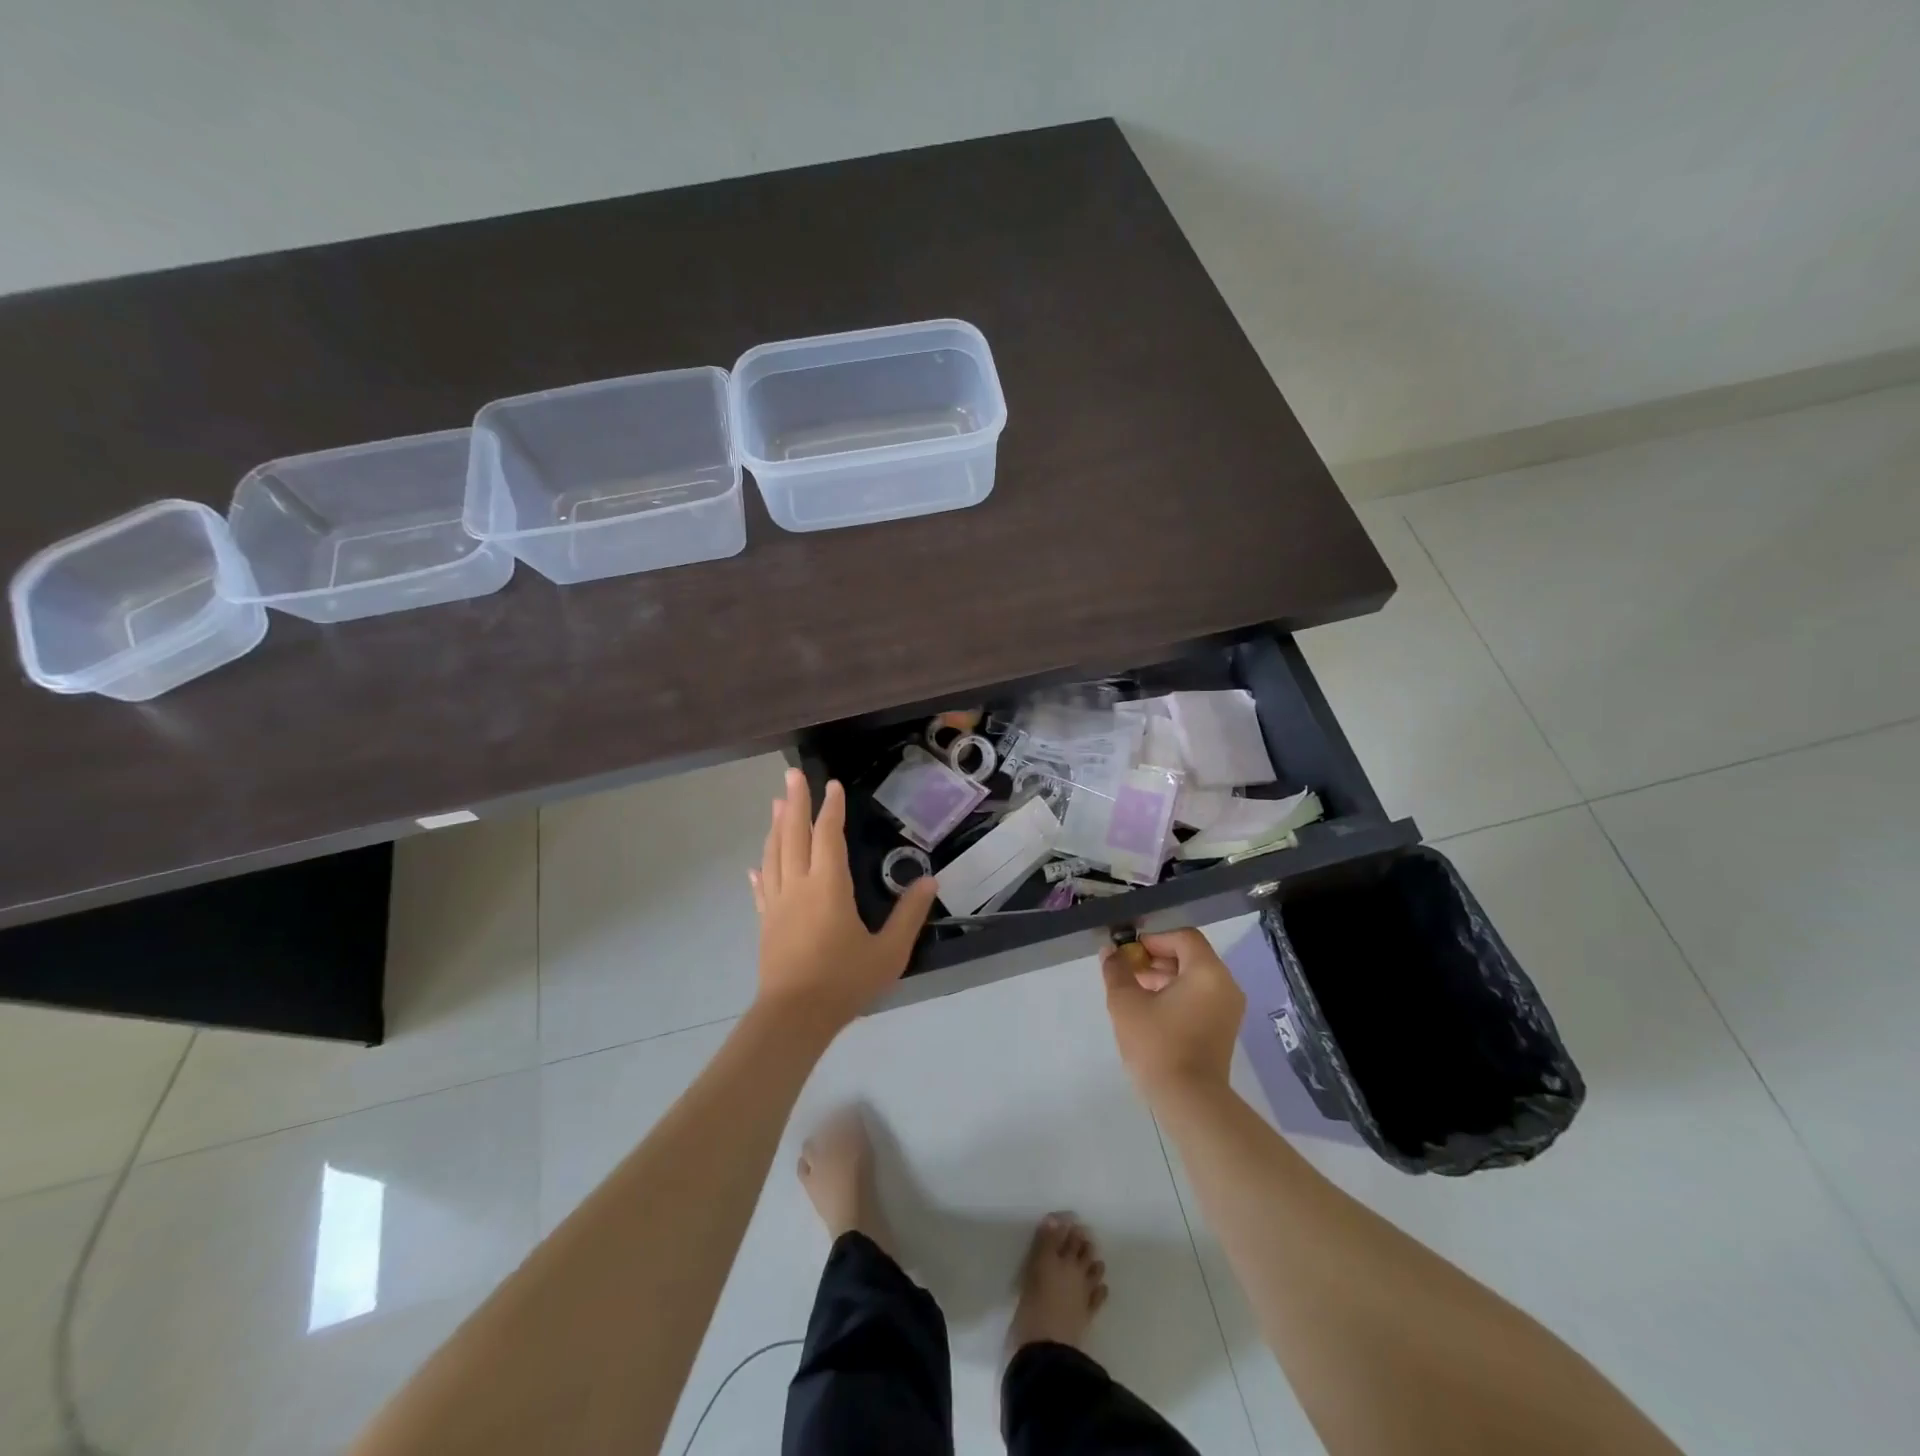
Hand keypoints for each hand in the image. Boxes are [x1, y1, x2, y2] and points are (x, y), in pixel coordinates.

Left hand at [749, 768, 937, 1034]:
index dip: (830, 809)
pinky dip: (761, 870)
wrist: (794, 1017)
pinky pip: (762, 888)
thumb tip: (929, 881)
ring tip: (776, 805)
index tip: (832, 785)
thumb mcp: (889, 951)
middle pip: (793, 836)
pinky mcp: (766, 924)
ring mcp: (777, 904)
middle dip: (794, 803)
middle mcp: (798, 886)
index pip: (828, 836)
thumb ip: (909, 915)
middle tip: (790, 775)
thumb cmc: (844, 981)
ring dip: (775, 828)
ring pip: (773, 856)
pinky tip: (756, 866)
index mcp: (828, 886)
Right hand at [1101, 928, 1244, 1101]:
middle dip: (1156, 960)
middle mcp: (1225, 985)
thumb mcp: (1126, 1003)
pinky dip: (1177, 996)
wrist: (1190, 1102)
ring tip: (1134, 993)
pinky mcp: (1223, 1030)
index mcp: (1208, 972)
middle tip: (1127, 972)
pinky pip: (1200, 998)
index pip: (1183, 937)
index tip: (1128, 954)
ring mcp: (1228, 1009)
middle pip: (1190, 957)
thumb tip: (1110, 952)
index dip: (1153, 940)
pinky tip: (1150, 1012)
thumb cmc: (1157, 1045)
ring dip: (1164, 978)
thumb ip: (1117, 970)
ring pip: (1194, 979)